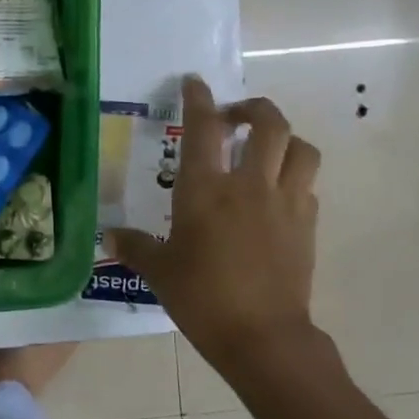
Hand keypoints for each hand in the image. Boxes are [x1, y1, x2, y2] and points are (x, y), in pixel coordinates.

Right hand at [106, 77, 322, 374]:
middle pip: (268, 123)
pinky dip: (293, 176)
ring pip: (300, 148)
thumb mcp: (159, 271)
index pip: (203, 129)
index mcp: (206, 190)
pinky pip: (308, 184)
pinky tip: (276, 193)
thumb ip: (136, 247)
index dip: (199, 99)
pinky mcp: (307, 224)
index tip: (194, 82)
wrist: (262, 336)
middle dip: (253, 109)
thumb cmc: (202, 298)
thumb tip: (111, 237)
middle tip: (234, 118)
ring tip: (265, 150)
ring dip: (283, 140)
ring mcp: (285, 202)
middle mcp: (249, 185)